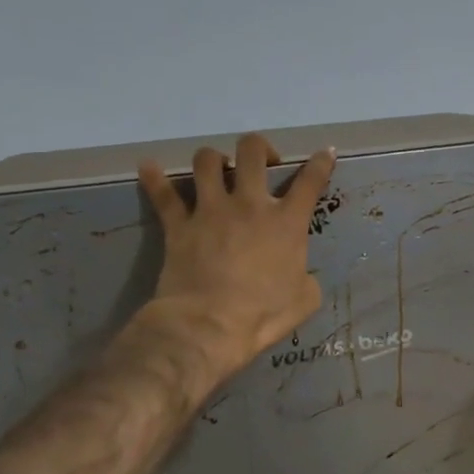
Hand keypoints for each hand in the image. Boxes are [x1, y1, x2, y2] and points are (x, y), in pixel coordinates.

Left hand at [135, 134, 336, 384]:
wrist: (210, 325)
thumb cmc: (264, 315)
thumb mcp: (305, 299)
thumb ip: (306, 277)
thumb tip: (300, 274)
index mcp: (287, 223)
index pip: (310, 182)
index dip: (321, 163)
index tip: (324, 153)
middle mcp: (249, 205)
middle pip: (252, 152)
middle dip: (259, 148)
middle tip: (262, 162)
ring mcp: (211, 211)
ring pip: (207, 161)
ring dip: (214, 160)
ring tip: (217, 170)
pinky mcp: (179, 225)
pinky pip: (163, 194)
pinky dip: (154, 178)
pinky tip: (149, 168)